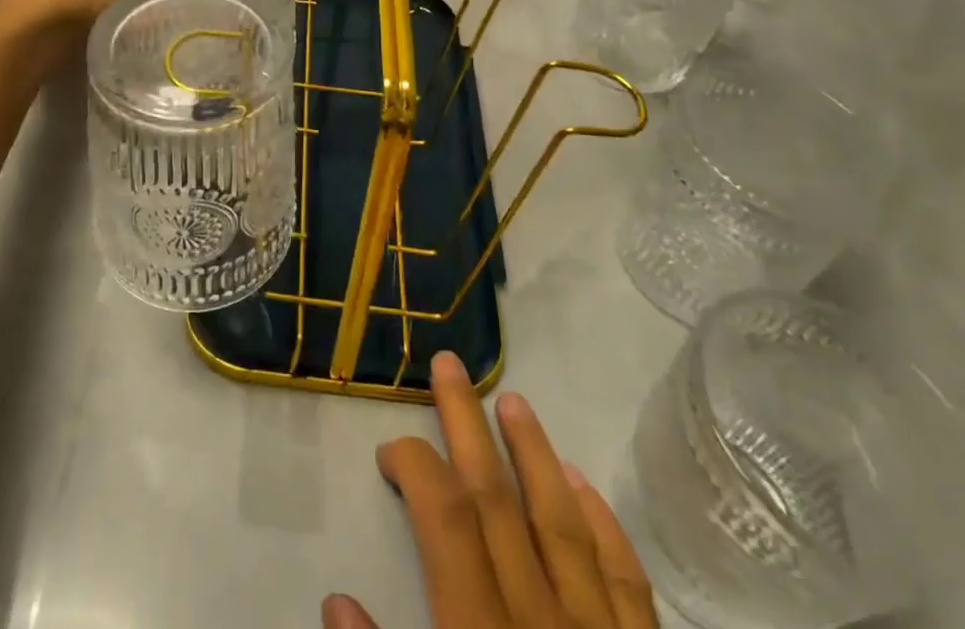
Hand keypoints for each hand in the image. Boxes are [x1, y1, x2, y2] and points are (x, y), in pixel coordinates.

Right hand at [324, 352, 656, 628]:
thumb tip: (336, 605)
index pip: (448, 521)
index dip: (418, 467)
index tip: (392, 449)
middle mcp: (542, 628)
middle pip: (500, 501)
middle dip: (467, 425)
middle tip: (448, 362)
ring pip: (564, 523)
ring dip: (534, 454)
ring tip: (512, 399)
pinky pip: (628, 583)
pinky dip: (603, 524)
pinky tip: (583, 484)